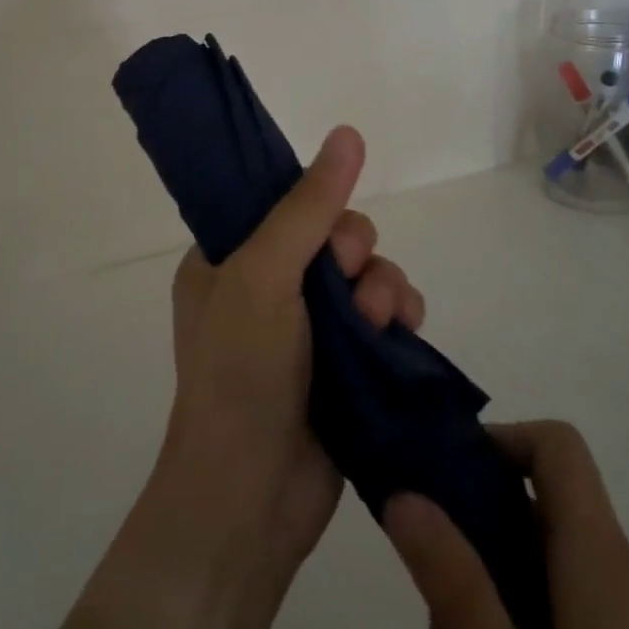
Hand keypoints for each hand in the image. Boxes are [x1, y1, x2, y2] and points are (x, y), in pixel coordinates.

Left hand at [158, 125, 425, 587]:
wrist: (251, 496)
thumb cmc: (241, 371)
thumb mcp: (264, 273)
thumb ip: (308, 205)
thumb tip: (348, 132)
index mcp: (228, 259)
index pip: (282, 204)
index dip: (315, 207)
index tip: (327, 231)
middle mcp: (266, 286)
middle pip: (334, 236)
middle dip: (354, 252)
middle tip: (349, 279)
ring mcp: (308, 327)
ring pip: (366, 273)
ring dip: (382, 287)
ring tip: (377, 321)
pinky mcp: (345, 364)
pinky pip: (385, 316)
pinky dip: (398, 317)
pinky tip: (399, 333)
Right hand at [384, 422, 628, 628]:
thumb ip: (462, 593)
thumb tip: (403, 494)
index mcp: (608, 565)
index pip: (556, 446)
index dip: (497, 442)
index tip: (440, 486)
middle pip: (545, 508)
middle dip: (481, 540)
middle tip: (439, 627)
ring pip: (563, 559)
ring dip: (506, 587)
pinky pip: (593, 599)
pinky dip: (544, 615)